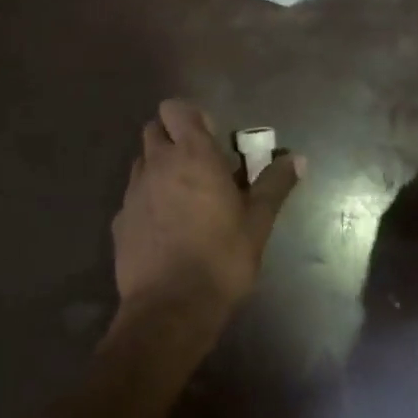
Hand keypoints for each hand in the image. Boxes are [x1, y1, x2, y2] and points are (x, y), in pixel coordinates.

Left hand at [110, 99, 302, 337]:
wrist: (170, 309)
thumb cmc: (222, 258)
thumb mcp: (258, 222)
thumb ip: (276, 184)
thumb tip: (298, 158)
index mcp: (192, 155)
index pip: (175, 108)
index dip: (191, 117)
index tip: (212, 140)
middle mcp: (156, 165)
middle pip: (154, 130)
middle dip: (173, 138)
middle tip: (200, 166)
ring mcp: (133, 193)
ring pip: (142, 162)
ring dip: (159, 168)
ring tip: (183, 198)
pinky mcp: (119, 222)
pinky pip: (133, 197)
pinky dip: (148, 200)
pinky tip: (166, 229)